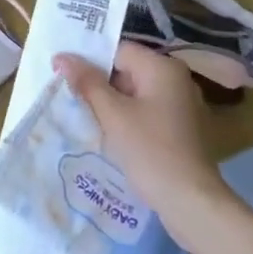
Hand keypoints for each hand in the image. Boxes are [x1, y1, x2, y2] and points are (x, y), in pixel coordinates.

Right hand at [54, 44, 219, 212]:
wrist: (191, 202)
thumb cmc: (150, 150)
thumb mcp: (113, 114)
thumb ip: (87, 82)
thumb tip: (62, 56)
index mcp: (163, 68)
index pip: (118, 50)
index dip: (89, 61)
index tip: (64, 76)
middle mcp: (176, 79)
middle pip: (127, 70)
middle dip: (99, 83)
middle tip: (70, 97)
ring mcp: (182, 104)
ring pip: (136, 93)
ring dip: (111, 103)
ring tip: (84, 115)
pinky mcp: (181, 128)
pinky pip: (147, 111)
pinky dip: (128, 117)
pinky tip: (109, 134)